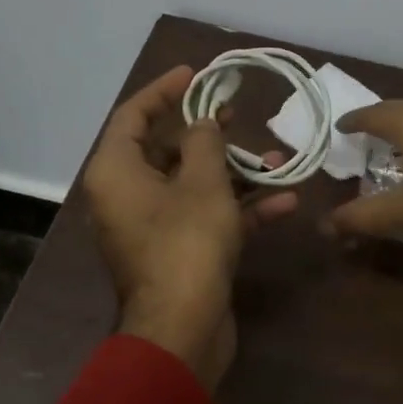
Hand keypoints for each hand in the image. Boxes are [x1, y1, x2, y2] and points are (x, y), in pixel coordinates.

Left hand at [81, 65, 298, 390]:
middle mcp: (128, 196)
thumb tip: (203, 122)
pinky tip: (285, 201)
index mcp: (117, 172)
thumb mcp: (203, 183)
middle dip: (209, 133)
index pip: (133, 115)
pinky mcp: (179, 252)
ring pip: (194, 185)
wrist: (184, 330)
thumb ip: (205, 142)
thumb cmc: (186, 244)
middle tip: (238, 113)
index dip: (164, 90)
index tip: (196, 73)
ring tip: (276, 158)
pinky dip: (241, 208)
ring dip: (236, 172)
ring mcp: (154, 227)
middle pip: (166, 150)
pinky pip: (207, 218)